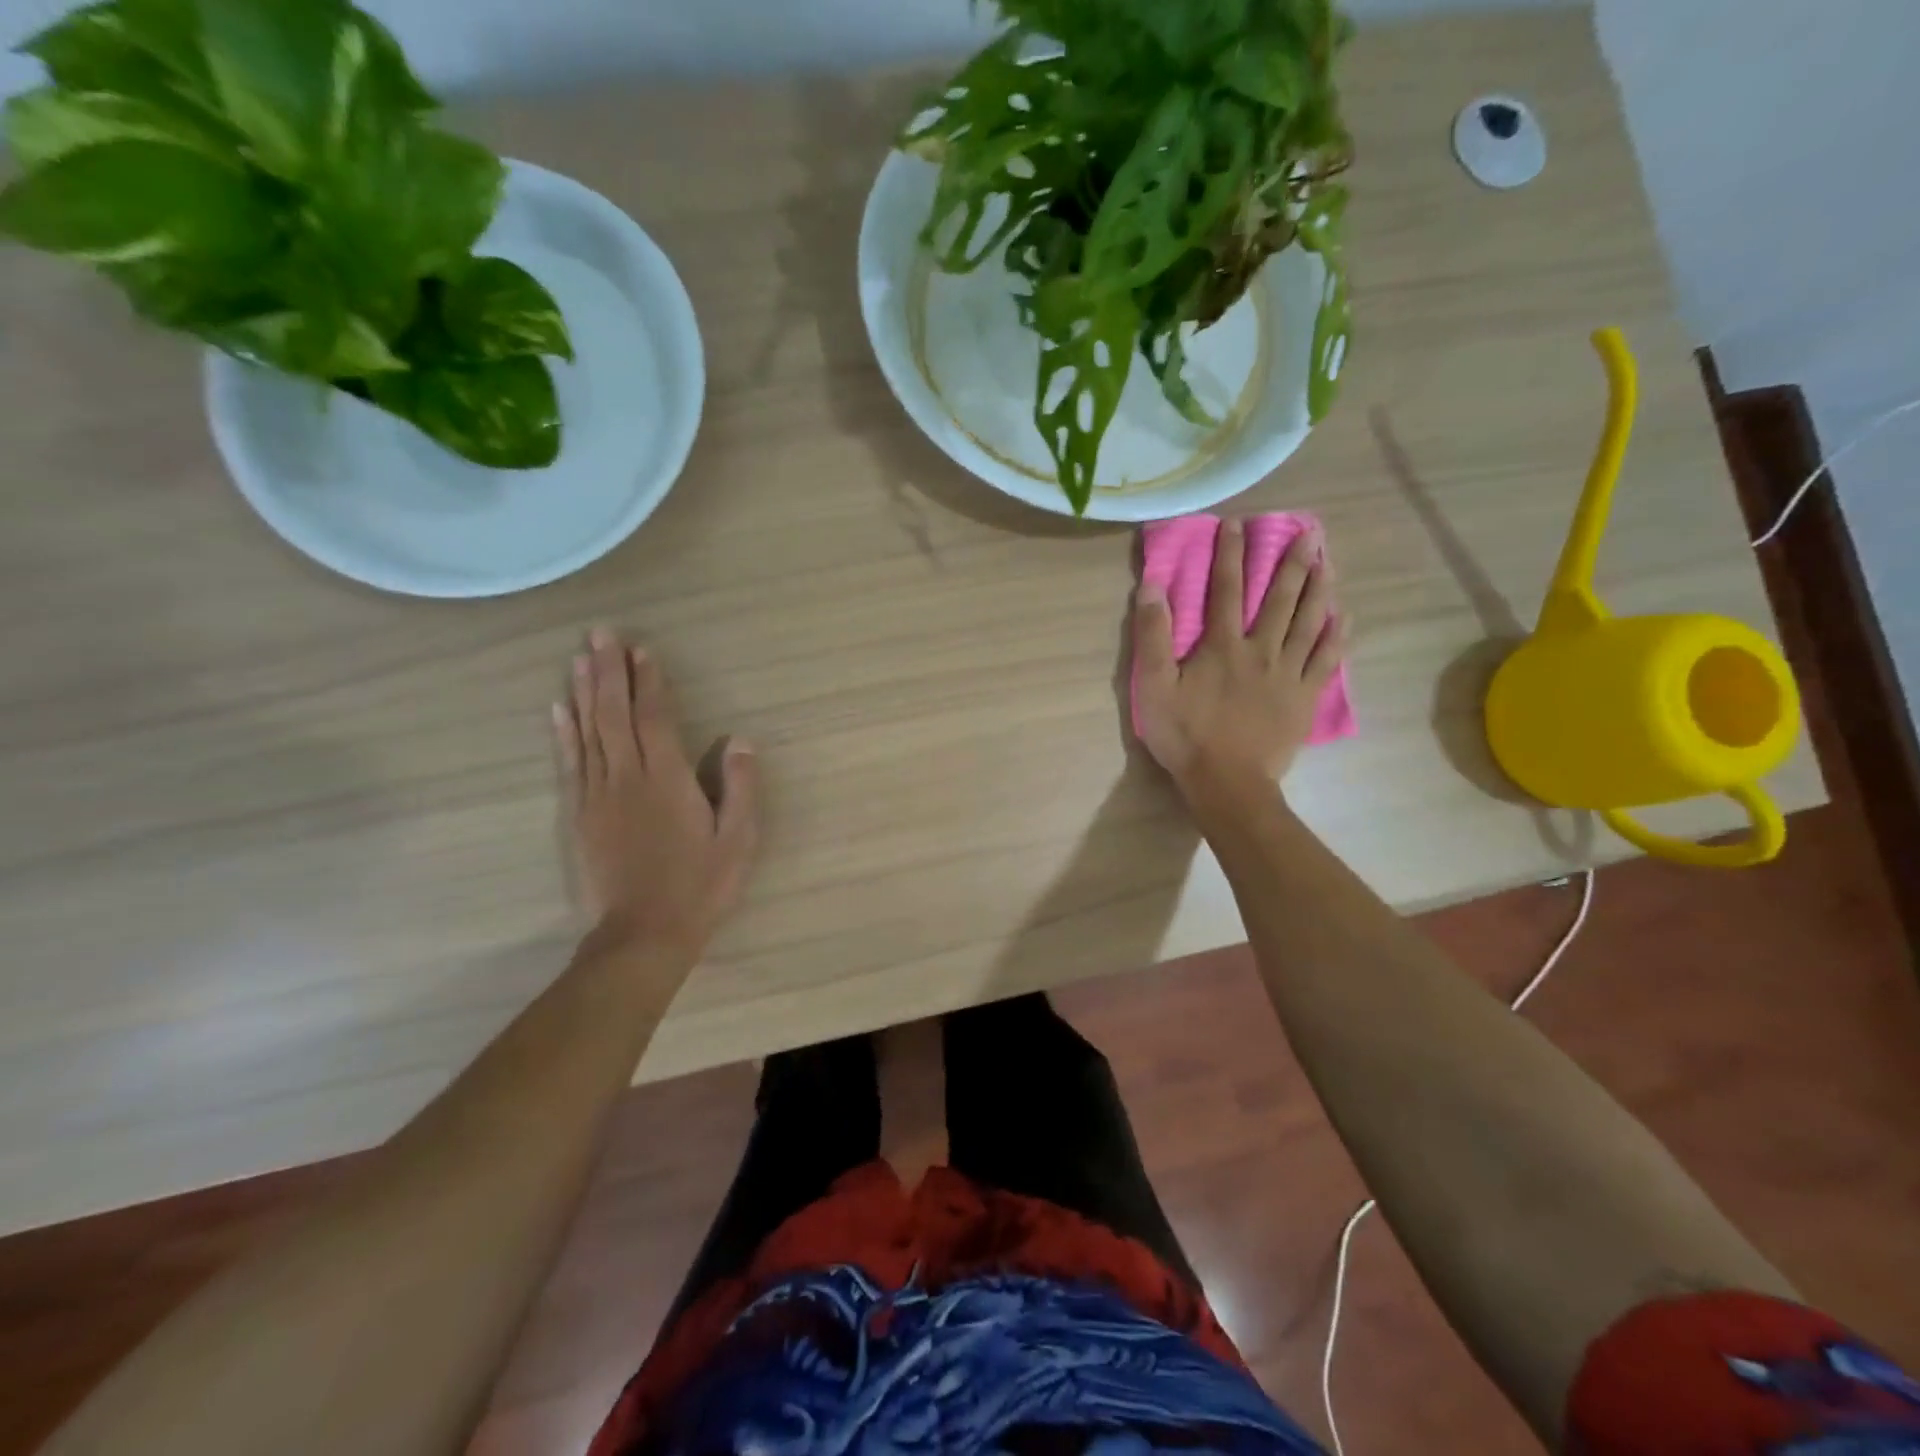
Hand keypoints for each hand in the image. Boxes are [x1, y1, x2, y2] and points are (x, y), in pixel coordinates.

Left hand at [552, 629, 759, 957]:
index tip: (641, 649)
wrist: (644, 933)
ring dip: (582, 691)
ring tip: (578, 657)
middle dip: (608, 671)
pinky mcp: (579, 816)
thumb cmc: (700, 885)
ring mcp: (598, 796)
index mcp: (668, 779)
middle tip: (600, 633)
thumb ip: (740, 787)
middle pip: (614, 714)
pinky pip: (569, 764)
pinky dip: (563, 732)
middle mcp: (628, 777)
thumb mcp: (738, 839)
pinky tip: (558, 709)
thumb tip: (739, 741)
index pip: (654, 718)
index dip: (648, 681)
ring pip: (587, 732)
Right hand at [1133, 518, 1347, 796]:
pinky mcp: (1305, 697)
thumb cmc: (1186, 735)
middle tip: (1309, 532)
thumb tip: (1152, 586)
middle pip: (1280, 598)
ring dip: (1320, 589)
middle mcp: (1261, 649)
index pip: (1227, 589)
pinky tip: (1344, 616)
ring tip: (1330, 561)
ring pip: (1309, 622)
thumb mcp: (1154, 686)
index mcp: (1222, 645)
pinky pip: (1326, 659)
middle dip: (1293, 562)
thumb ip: (1153, 635)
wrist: (1228, 783)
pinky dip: (1336, 635)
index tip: (1238, 525)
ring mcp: (1288, 673)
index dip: (1231, 555)